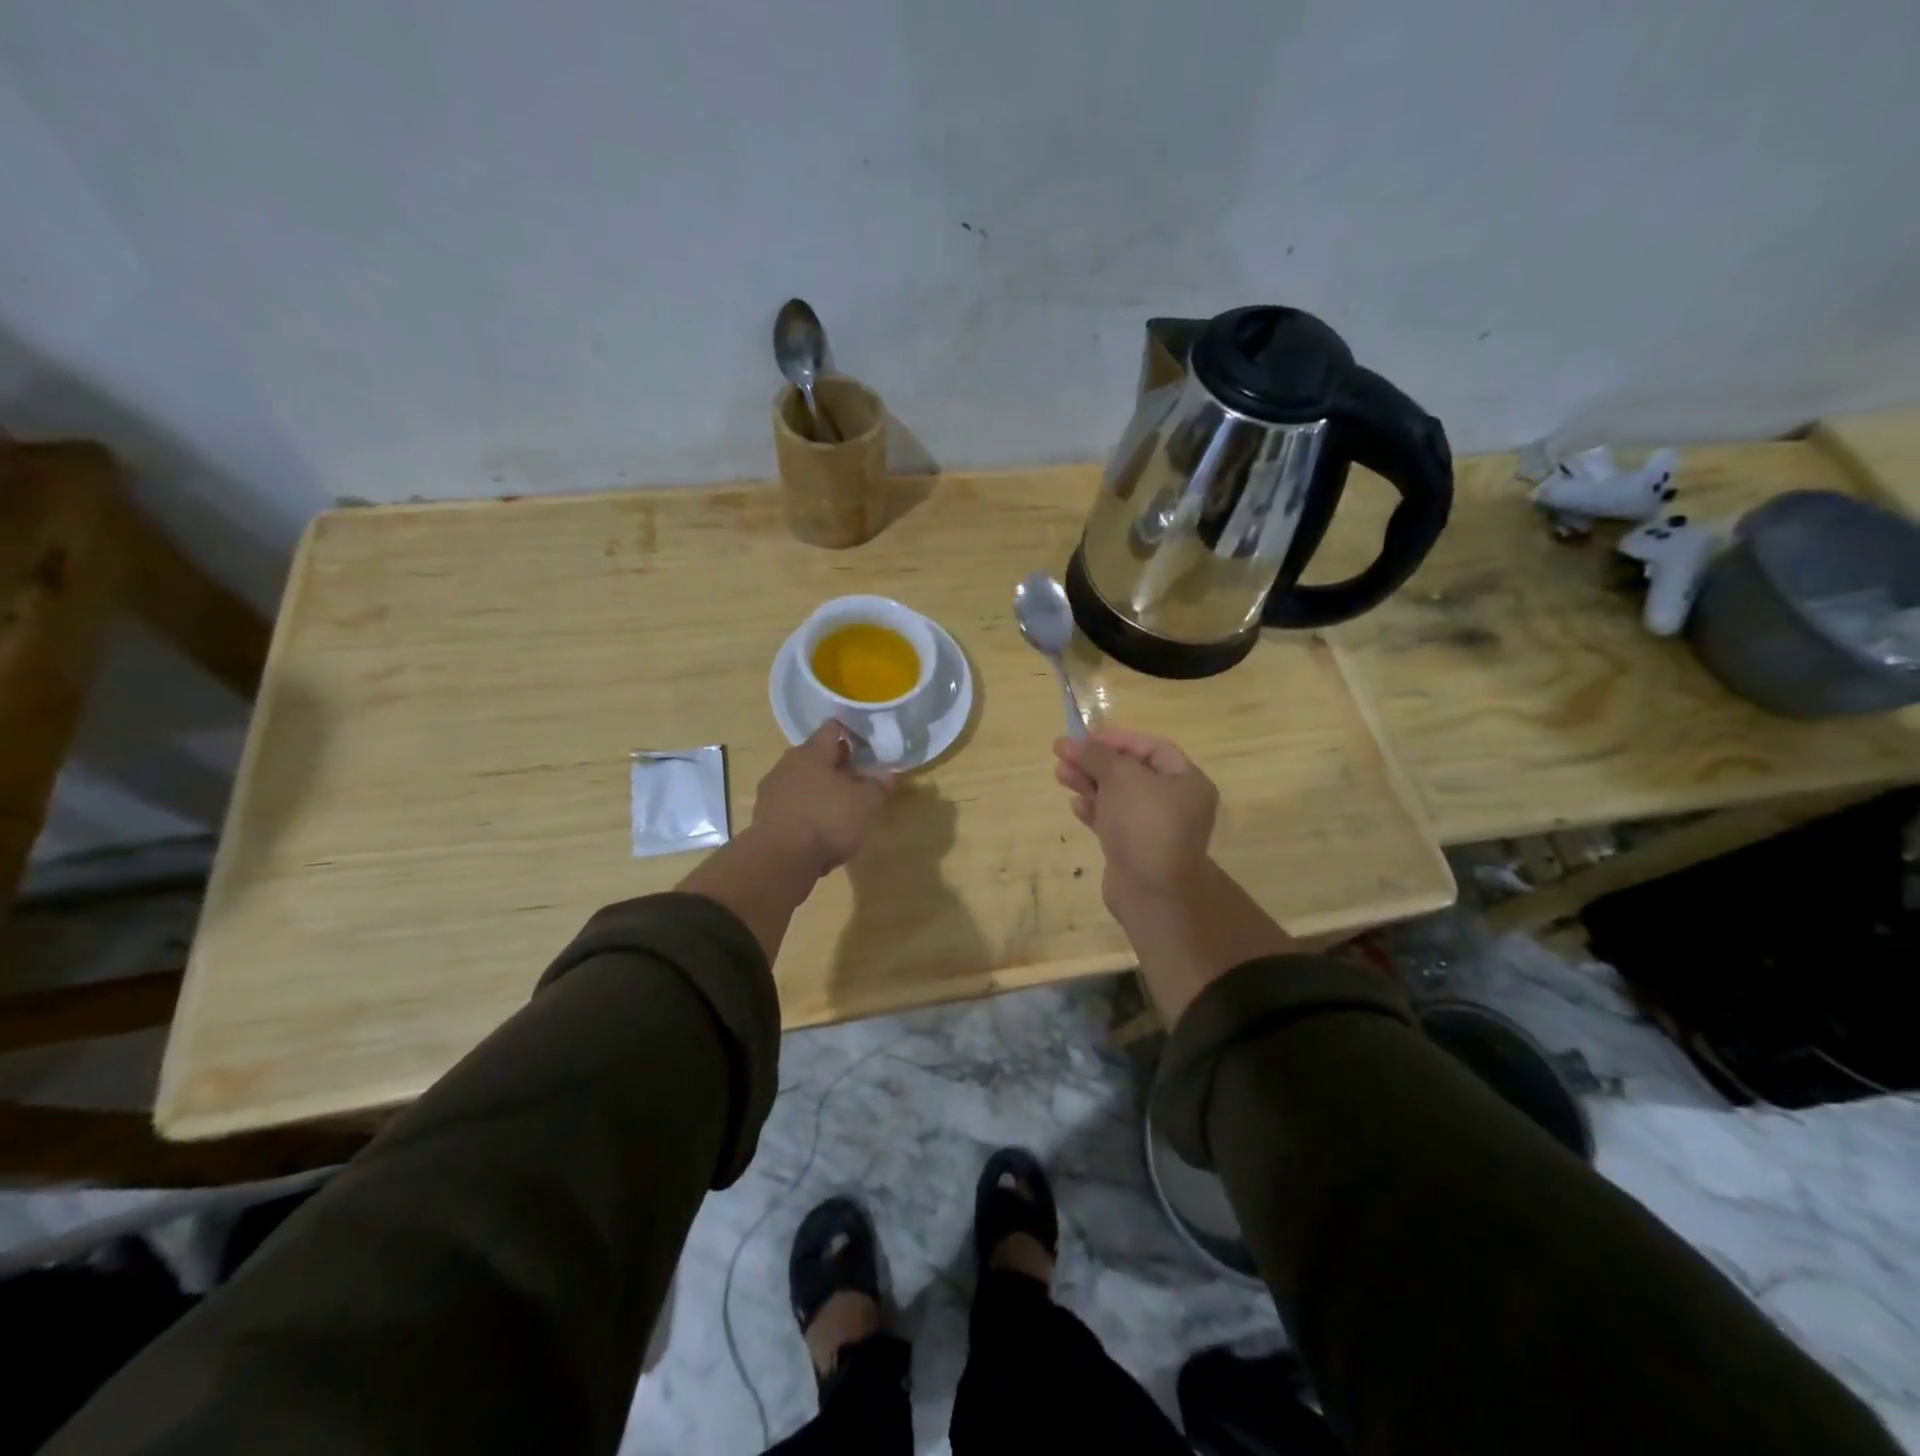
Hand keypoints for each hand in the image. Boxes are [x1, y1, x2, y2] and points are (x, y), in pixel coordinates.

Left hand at [751, 722, 896, 877]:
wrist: (779, 861)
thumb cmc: (827, 820)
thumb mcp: (867, 803)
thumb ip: (879, 785)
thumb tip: (886, 773)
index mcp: (812, 752)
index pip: (833, 728)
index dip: (851, 732)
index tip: (867, 742)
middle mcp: (788, 764)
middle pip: (816, 756)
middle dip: (838, 765)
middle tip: (860, 777)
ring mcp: (772, 791)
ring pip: (803, 781)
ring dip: (821, 789)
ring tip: (842, 806)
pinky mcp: (764, 818)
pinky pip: (792, 806)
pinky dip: (807, 811)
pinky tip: (821, 829)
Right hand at [1052, 727, 1217, 910]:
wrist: (1150, 892)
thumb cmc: (1144, 824)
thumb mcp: (1121, 778)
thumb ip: (1097, 755)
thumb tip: (1074, 741)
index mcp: (1187, 781)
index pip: (1152, 748)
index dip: (1118, 739)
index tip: (1085, 737)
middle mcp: (1176, 803)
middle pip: (1131, 772)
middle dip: (1096, 761)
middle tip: (1061, 753)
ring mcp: (1154, 829)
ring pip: (1118, 796)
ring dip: (1089, 783)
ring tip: (1060, 775)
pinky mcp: (1135, 850)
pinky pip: (1113, 821)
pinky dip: (1094, 810)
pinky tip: (1076, 805)